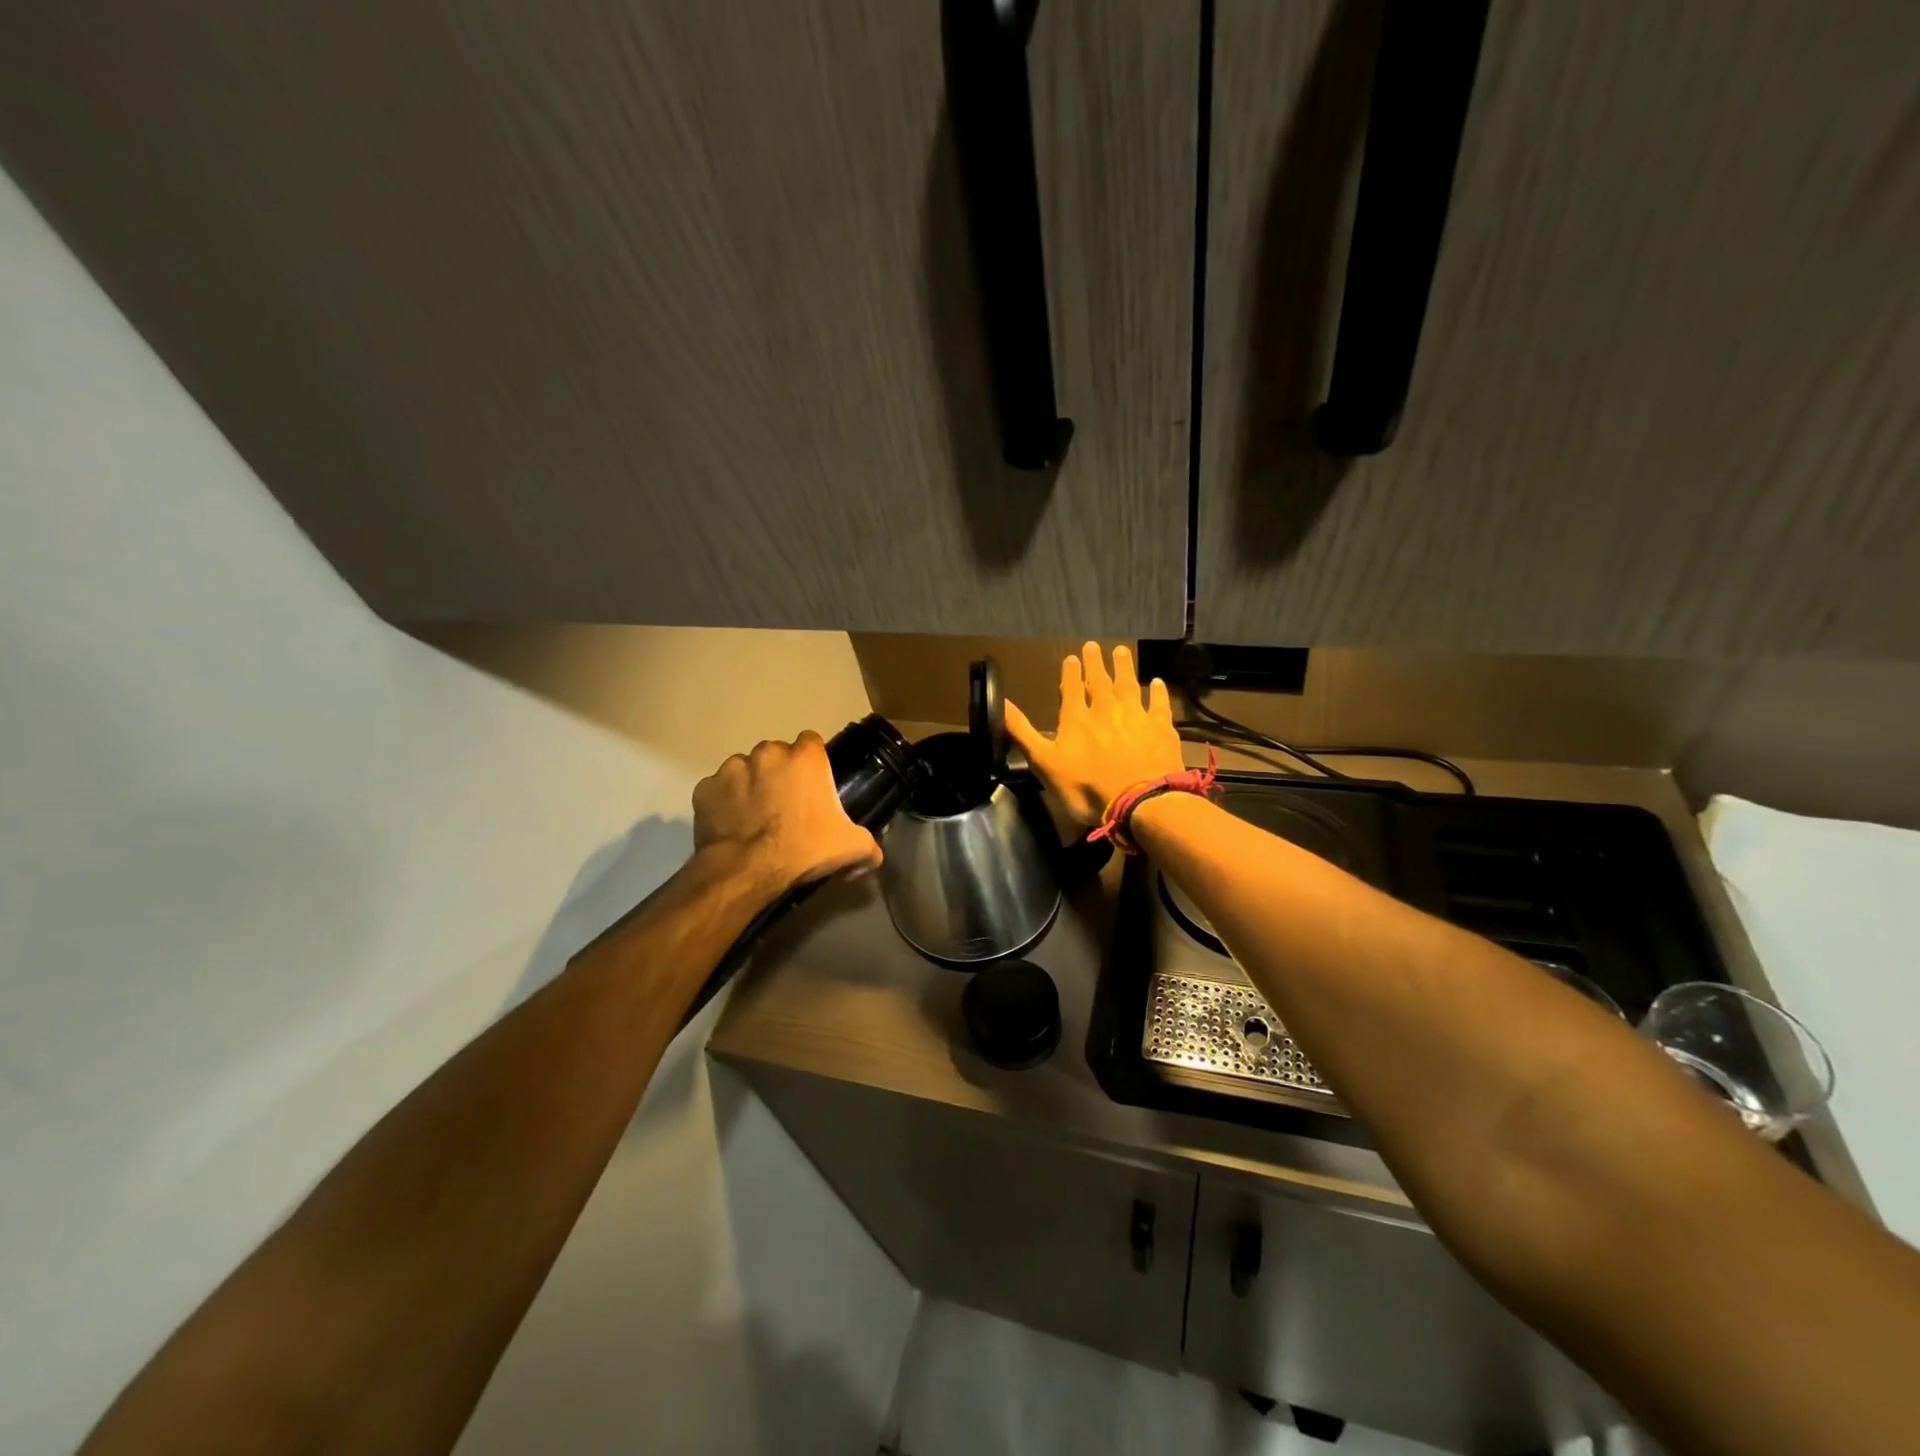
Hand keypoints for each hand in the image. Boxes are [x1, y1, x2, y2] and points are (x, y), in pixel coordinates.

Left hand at [692, 733, 881, 892]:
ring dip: (751, 785)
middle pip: (777, 754)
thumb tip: (874, 855)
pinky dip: (724, 803)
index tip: (814, 785)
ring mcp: (731, 769)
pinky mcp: (705, 789)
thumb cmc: (803, 849)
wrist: (747, 872)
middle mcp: (767, 753)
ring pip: (745, 769)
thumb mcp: (851, 848)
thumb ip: (870, 845)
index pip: (812, 742)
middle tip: (786, 805)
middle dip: (780, 773)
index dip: (813, 762)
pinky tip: (733, 825)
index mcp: (805, 758)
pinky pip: (718, 790)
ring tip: (756, 817)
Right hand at [1005, 642, 1183, 825]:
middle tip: (1094, 646)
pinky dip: (1158, 692)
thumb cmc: (1087, 788)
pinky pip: (1159, 704)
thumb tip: (1000, 702)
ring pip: (1129, 685)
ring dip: (1124, 667)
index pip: (1071, 688)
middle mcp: (1106, 709)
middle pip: (1099, 680)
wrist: (1140, 802)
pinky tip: (1158, 683)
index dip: (1070, 672)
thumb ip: (1022, 732)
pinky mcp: (1161, 728)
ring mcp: (1136, 716)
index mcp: (1076, 718)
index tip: (1071, 657)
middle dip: (1095, 663)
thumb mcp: (1044, 763)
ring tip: (1121, 651)